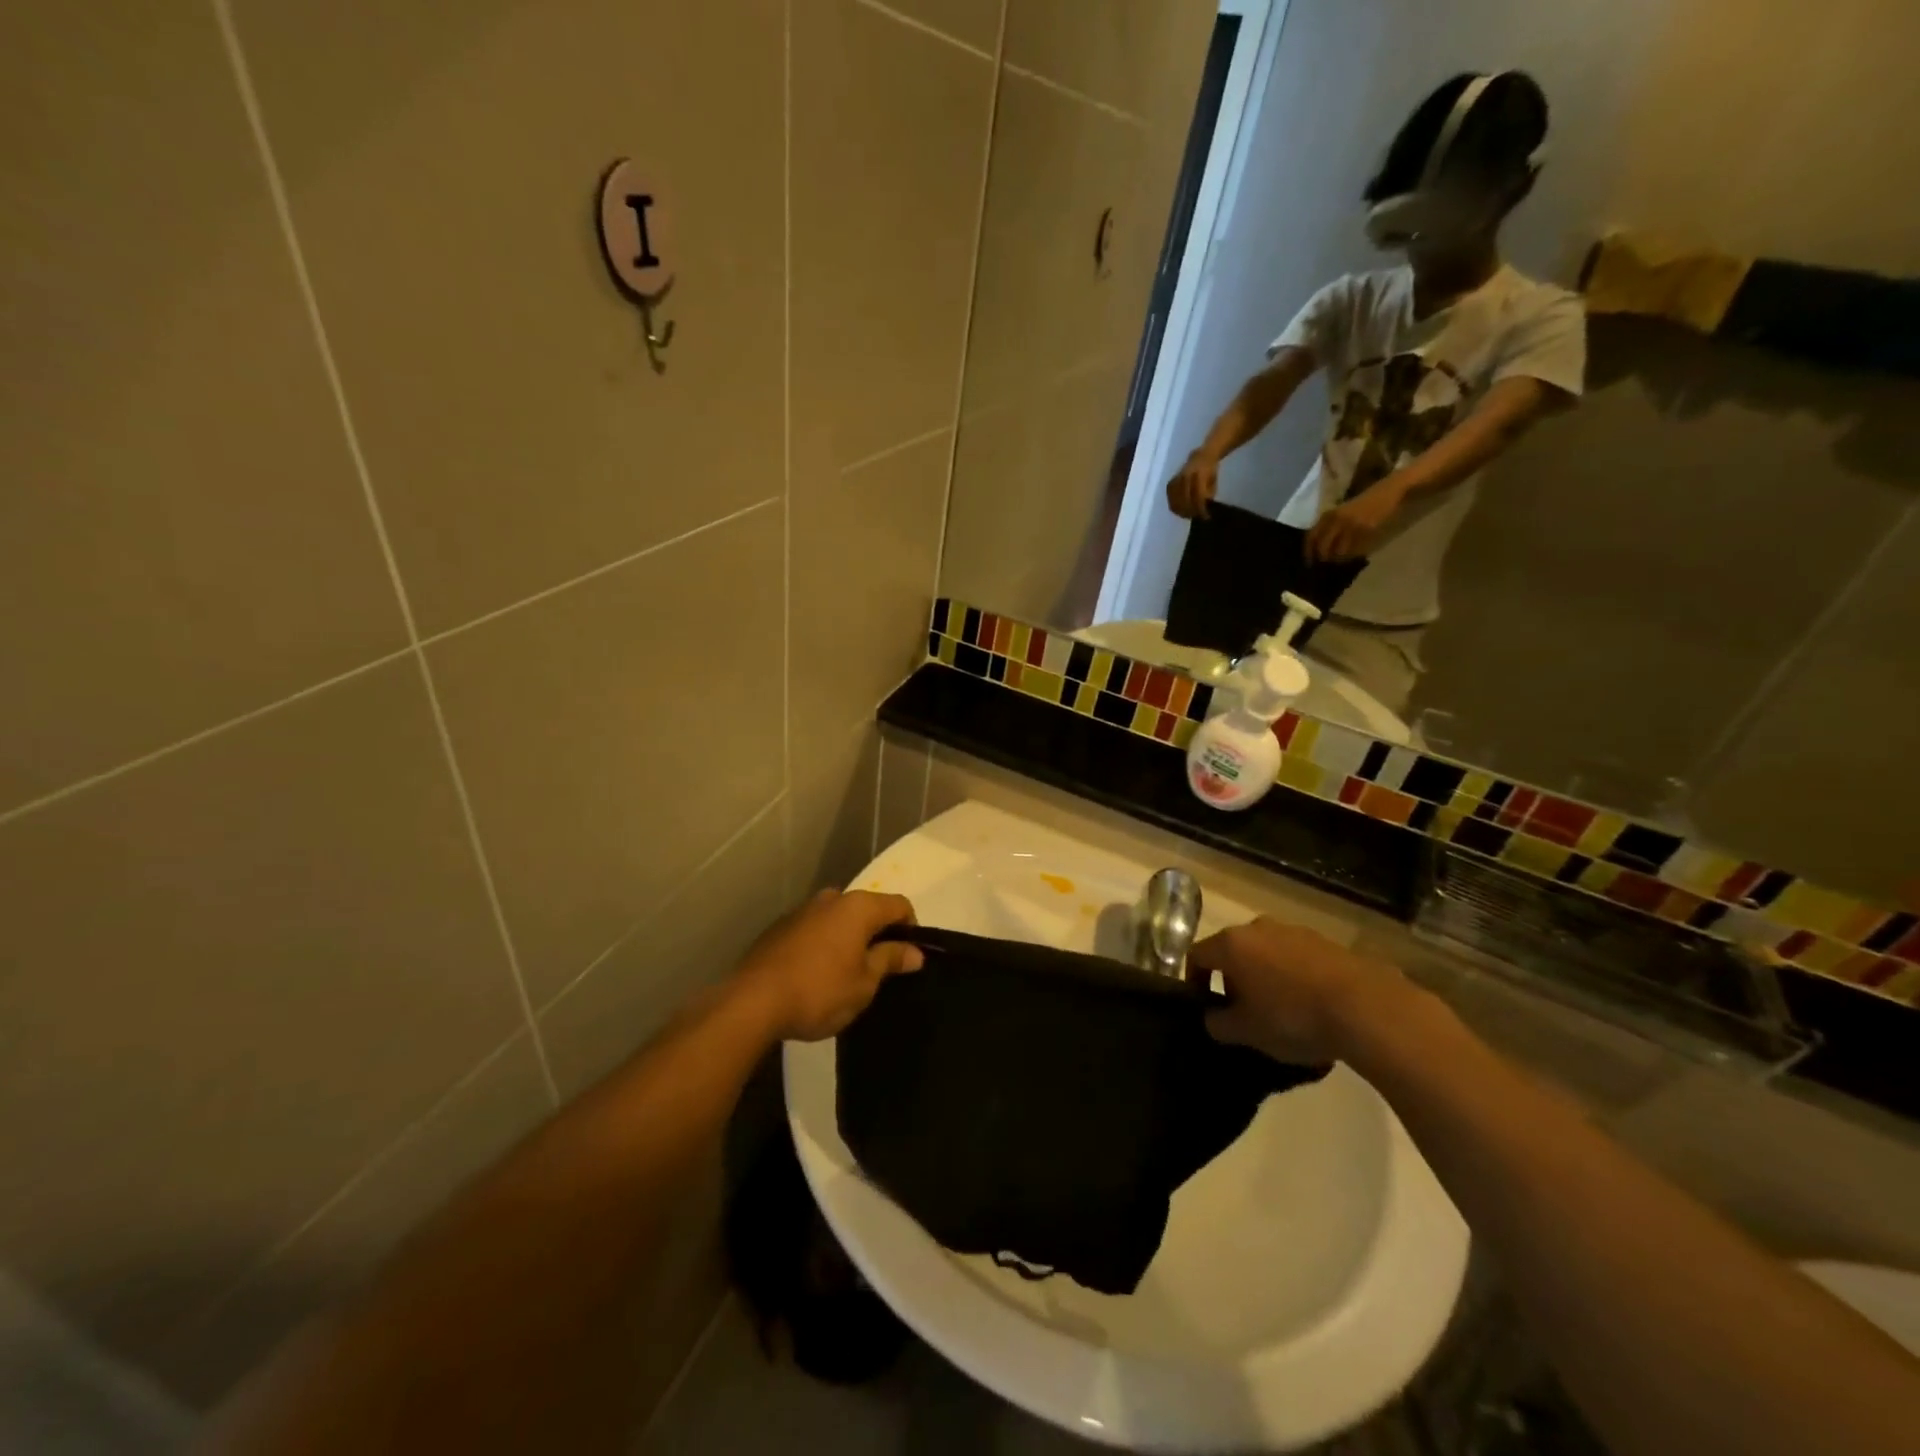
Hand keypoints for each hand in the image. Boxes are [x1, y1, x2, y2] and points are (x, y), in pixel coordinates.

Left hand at [732, 890, 921, 1041]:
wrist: (751, 1002)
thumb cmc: (820, 991)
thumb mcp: (864, 983)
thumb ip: (890, 960)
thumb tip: (915, 951)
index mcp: (858, 906)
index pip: (899, 905)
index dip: (911, 929)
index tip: (908, 959)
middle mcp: (831, 898)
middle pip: (867, 910)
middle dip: (877, 935)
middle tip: (879, 971)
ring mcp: (802, 911)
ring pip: (838, 920)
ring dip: (848, 940)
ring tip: (846, 976)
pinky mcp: (779, 928)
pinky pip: (815, 931)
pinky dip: (824, 946)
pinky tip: (816, 976)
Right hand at [1166, 450, 1219, 518]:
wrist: (1199, 457)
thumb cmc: (1209, 471)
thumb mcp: (1213, 481)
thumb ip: (1209, 493)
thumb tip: (1204, 507)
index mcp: (1198, 474)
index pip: (1198, 495)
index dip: (1201, 508)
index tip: (1206, 517)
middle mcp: (1184, 477)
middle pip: (1185, 500)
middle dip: (1192, 511)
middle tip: (1198, 517)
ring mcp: (1176, 480)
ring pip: (1176, 502)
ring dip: (1183, 512)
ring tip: (1190, 515)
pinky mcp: (1169, 485)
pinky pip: (1170, 500)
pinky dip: (1176, 508)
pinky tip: (1182, 511)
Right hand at [1186, 918, 1405, 1064]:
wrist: (1365, 1008)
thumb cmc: (1292, 1017)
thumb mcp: (1246, 1032)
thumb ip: (1219, 1024)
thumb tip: (1213, 1018)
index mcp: (1231, 944)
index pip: (1196, 955)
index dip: (1194, 980)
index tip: (1205, 1005)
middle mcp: (1258, 928)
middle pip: (1233, 951)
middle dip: (1232, 979)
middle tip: (1243, 1011)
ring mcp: (1294, 931)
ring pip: (1266, 953)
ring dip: (1264, 976)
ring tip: (1280, 1010)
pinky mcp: (1326, 942)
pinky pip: (1296, 958)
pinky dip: (1293, 977)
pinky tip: (1310, 1006)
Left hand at [1305, 483, 1402, 562]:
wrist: (1389, 491)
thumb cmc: (1365, 502)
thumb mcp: (1342, 511)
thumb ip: (1330, 526)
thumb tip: (1320, 548)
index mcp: (1328, 515)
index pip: (1311, 537)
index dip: (1308, 552)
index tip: (1309, 562)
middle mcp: (1336, 520)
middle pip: (1323, 548)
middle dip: (1324, 558)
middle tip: (1327, 563)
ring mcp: (1351, 525)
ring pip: (1338, 552)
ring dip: (1339, 559)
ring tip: (1342, 559)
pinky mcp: (1365, 530)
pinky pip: (1355, 549)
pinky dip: (1353, 554)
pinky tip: (1356, 554)